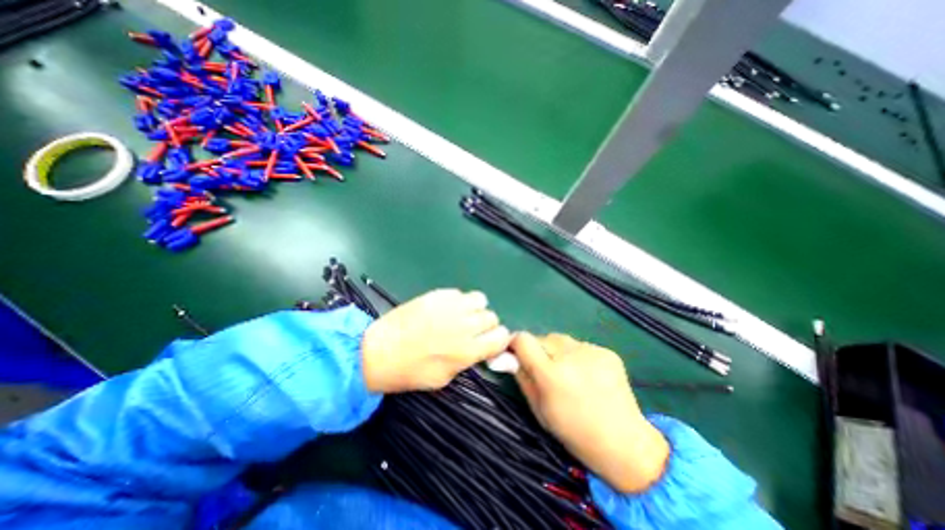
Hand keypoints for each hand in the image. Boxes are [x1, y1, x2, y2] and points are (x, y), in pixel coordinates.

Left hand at [363, 290, 509, 393]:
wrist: (378, 352)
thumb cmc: (409, 372)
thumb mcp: (443, 379)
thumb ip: (466, 361)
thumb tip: (479, 349)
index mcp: (468, 351)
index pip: (501, 337)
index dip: (497, 339)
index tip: (488, 341)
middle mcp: (465, 326)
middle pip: (492, 317)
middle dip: (485, 324)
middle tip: (470, 329)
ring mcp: (452, 307)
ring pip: (480, 299)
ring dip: (474, 308)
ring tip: (460, 314)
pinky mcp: (438, 294)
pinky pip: (459, 293)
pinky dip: (457, 300)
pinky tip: (444, 308)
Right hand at [509, 332, 670, 492]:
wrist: (625, 443)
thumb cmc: (574, 431)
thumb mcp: (539, 409)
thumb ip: (522, 377)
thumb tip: (508, 356)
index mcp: (551, 374)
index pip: (523, 340)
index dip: (515, 343)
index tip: (515, 352)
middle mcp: (570, 356)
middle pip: (542, 337)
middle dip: (538, 350)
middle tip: (545, 369)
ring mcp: (591, 351)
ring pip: (561, 340)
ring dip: (558, 351)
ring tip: (568, 373)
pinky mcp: (607, 351)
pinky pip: (581, 346)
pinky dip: (577, 356)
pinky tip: (587, 375)